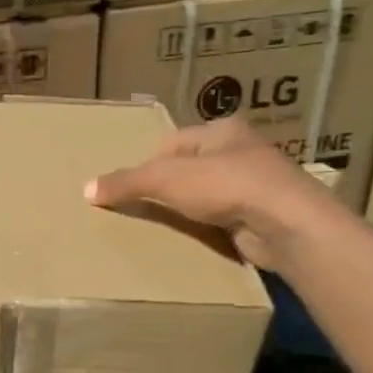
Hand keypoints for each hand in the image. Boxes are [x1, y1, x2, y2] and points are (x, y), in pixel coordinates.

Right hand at [84, 117, 345, 271]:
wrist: (285, 224)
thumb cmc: (226, 185)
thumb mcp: (165, 179)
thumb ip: (126, 183)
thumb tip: (87, 190)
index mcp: (222, 131)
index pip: (172, 143)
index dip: (147, 164)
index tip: (128, 188)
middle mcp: (241, 152)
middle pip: (189, 170)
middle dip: (166, 189)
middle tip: (139, 209)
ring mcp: (255, 186)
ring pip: (206, 196)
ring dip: (186, 211)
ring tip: (160, 228)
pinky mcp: (260, 216)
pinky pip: (221, 220)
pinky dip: (206, 229)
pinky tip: (191, 241)